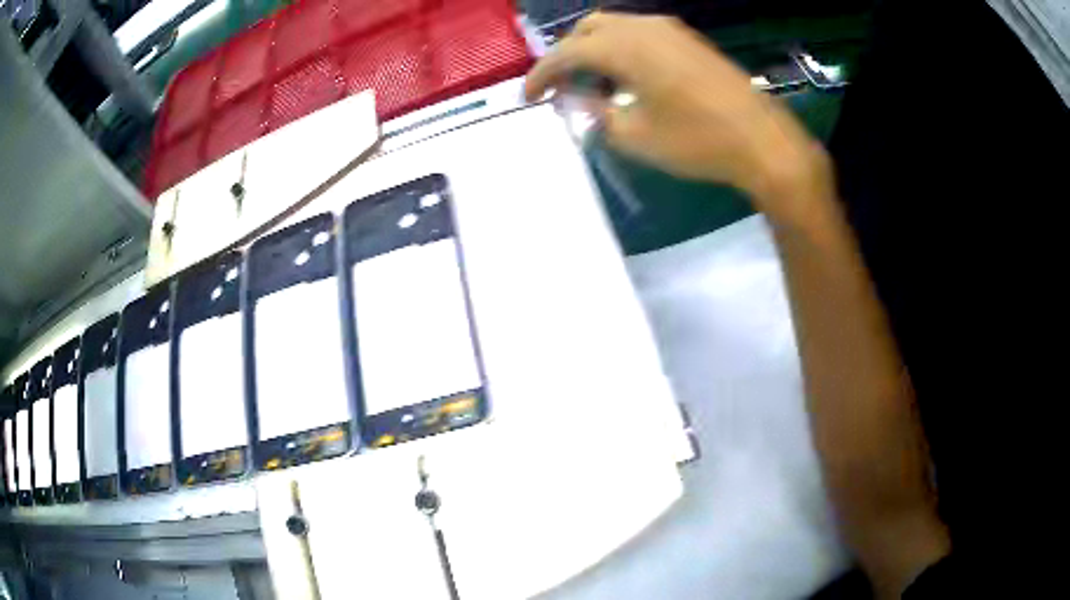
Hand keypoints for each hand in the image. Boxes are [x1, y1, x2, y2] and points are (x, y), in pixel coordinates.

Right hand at [525, 13, 831, 221]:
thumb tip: (580, 100)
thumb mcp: (634, 136)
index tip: (528, 99)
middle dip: (567, 56)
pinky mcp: (688, 40)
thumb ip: (597, 113)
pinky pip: (641, 34)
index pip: (565, 53)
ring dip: (595, 50)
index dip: (540, 75)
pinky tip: (628, 78)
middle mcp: (643, 27)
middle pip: (587, 29)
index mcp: (623, 46)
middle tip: (563, 88)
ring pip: (615, 27)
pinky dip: (622, 50)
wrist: (762, 140)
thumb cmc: (696, 141)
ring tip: (594, 85)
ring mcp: (670, 30)